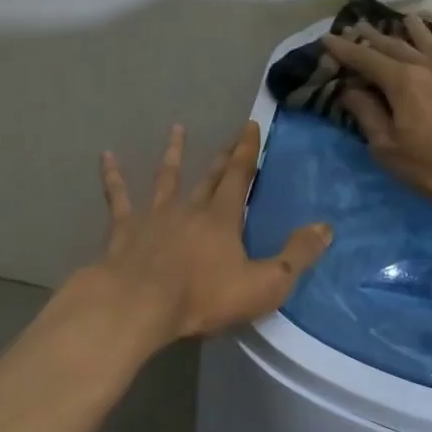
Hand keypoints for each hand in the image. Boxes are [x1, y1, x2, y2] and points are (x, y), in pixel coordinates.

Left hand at [66, 121, 332, 354]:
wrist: (139, 305)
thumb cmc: (202, 297)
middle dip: (222, 156)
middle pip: (208, 176)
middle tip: (230, 136)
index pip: (239, 177)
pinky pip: (118, 197)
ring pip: (166, 177)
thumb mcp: (264, 284)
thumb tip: (326, 227)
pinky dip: (113, 176)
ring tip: (176, 129)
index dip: (247, 152)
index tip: (250, 125)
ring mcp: (154, 215)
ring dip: (173, 154)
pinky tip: (106, 157)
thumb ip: (296, 256)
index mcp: (222, 218)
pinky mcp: (124, 229)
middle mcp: (189, 207)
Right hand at [321, 13, 431, 216]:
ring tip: (401, 19)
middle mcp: (427, 65)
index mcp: (401, 81)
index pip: (365, 58)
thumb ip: (367, 115)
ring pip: (428, 39)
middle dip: (372, 36)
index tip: (328, 38)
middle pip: (394, 45)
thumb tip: (350, 90)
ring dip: (410, 29)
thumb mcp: (388, 148)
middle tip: (356, 25)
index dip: (344, 48)